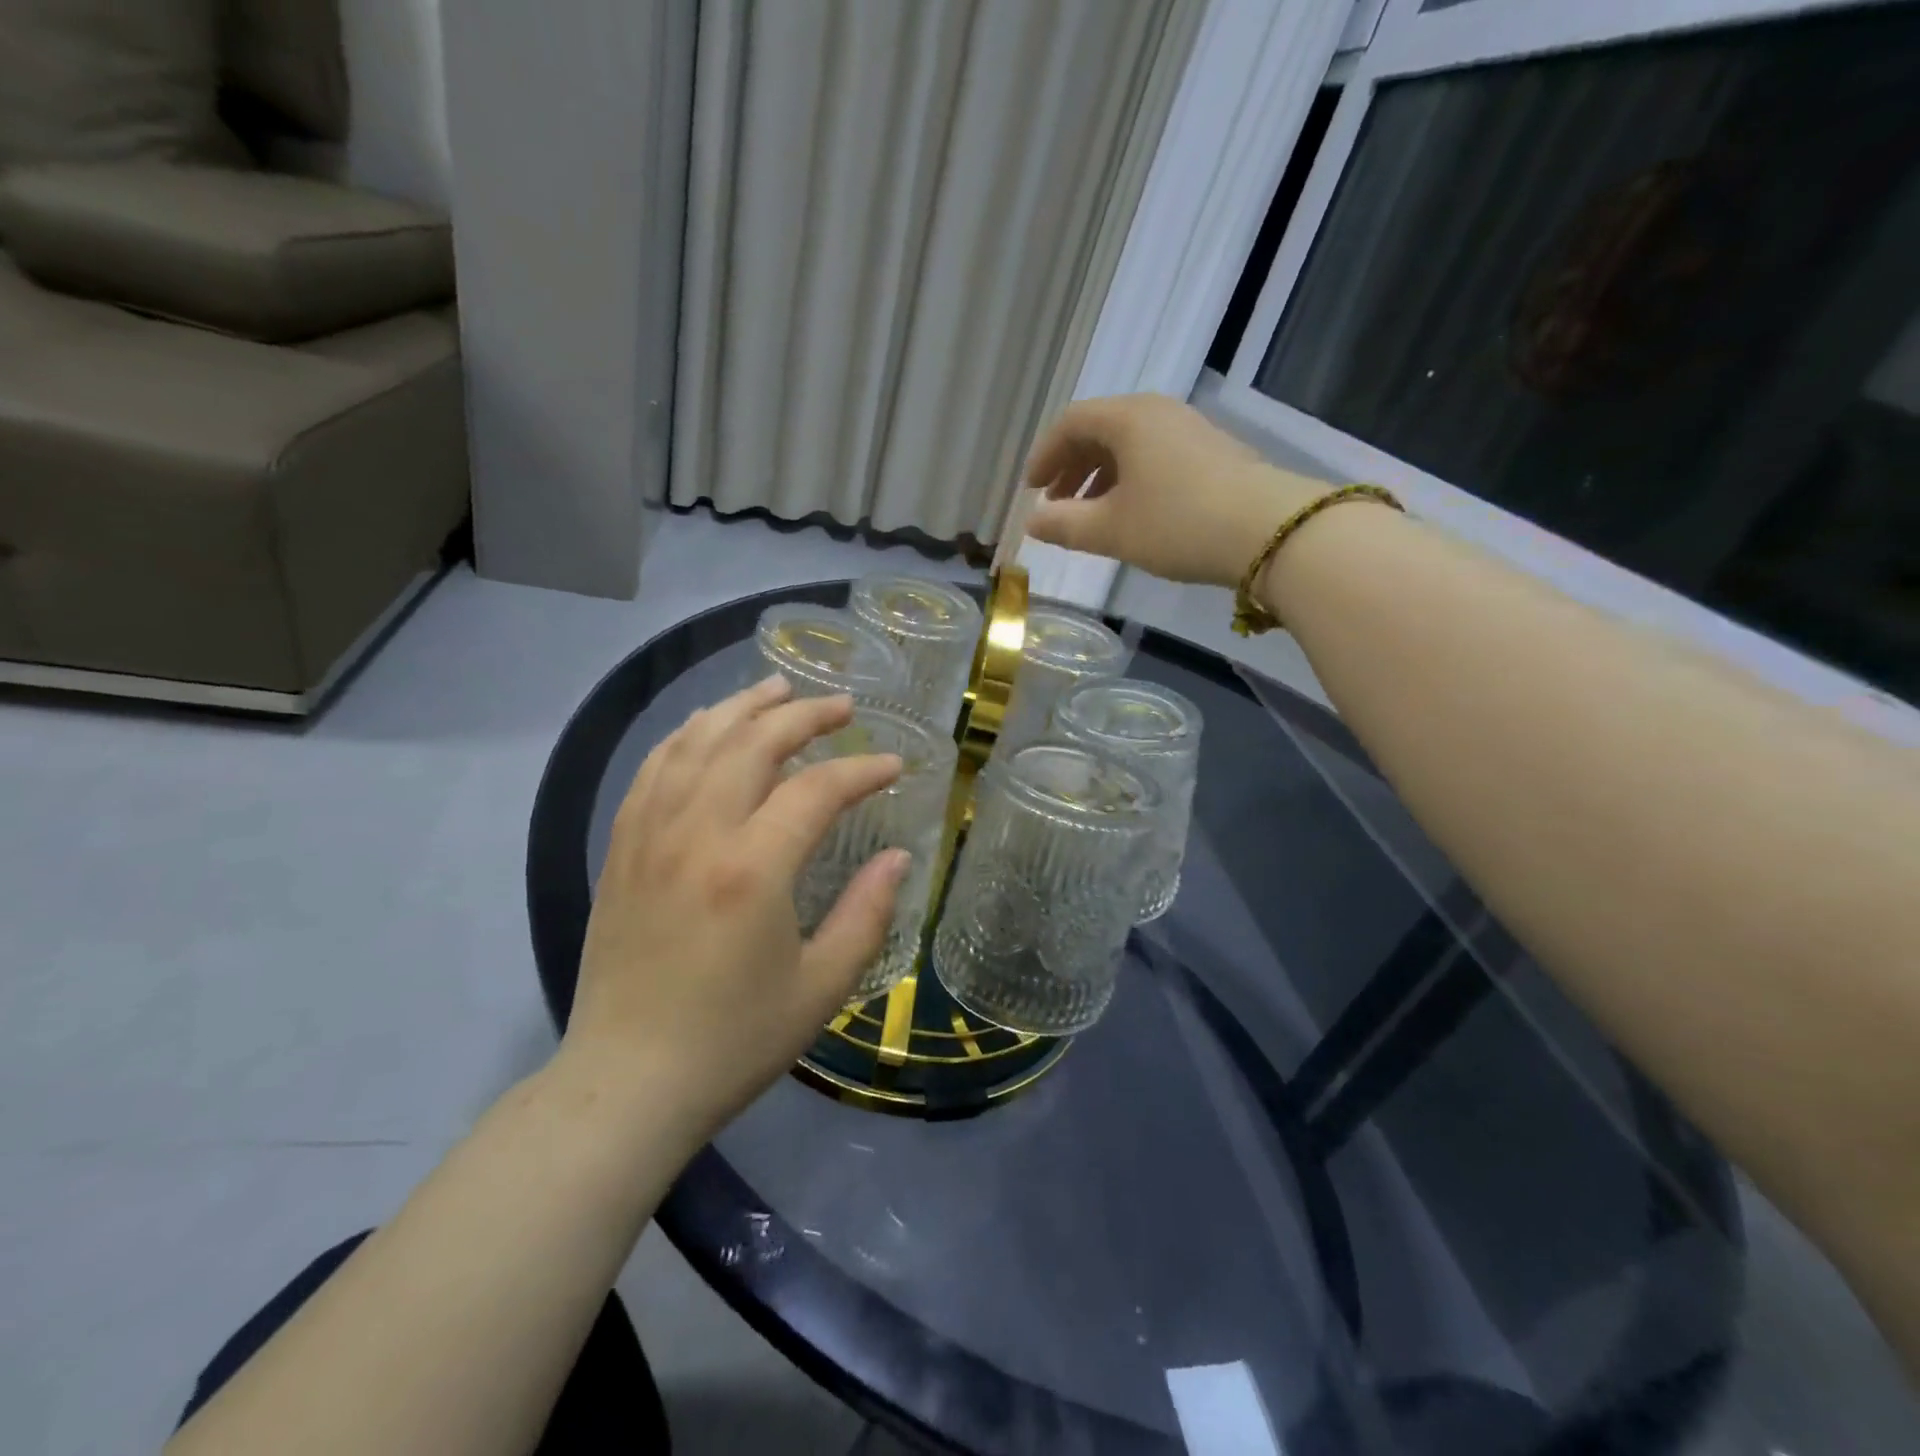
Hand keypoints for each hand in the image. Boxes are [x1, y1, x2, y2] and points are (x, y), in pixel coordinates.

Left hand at [563, 676, 910, 1140]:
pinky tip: (706, 725)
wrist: (627, 1083)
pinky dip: (686, 735)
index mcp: (751, 870)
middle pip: (752, 743)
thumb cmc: (733, 1041)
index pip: (816, 789)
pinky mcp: (622, 849)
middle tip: (843, 706)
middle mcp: (696, 835)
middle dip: (804, 715)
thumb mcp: (821, 987)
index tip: (893, 765)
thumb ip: (867, 913)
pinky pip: (653, 769)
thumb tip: (897, 856)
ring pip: (696, 742)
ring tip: (778, 688)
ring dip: (742, 707)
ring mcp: (650, 836)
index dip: (862, 769)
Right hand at [1023, 394, 1326, 587]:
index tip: (1030, 490)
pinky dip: (1131, 480)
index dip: (1044, 455)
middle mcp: (1158, 412)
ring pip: (1129, 446)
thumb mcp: (1111, 530)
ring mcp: (1189, 430)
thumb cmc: (1177, 523)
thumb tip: (1033, 522)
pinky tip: (1132, 513)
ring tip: (1089, 515)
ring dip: (1100, 477)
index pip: (1070, 423)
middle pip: (1100, 430)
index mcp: (1128, 418)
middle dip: (1071, 467)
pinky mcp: (1212, 453)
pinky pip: (1155, 456)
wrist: (1268, 531)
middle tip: (1055, 504)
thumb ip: (1065, 525)